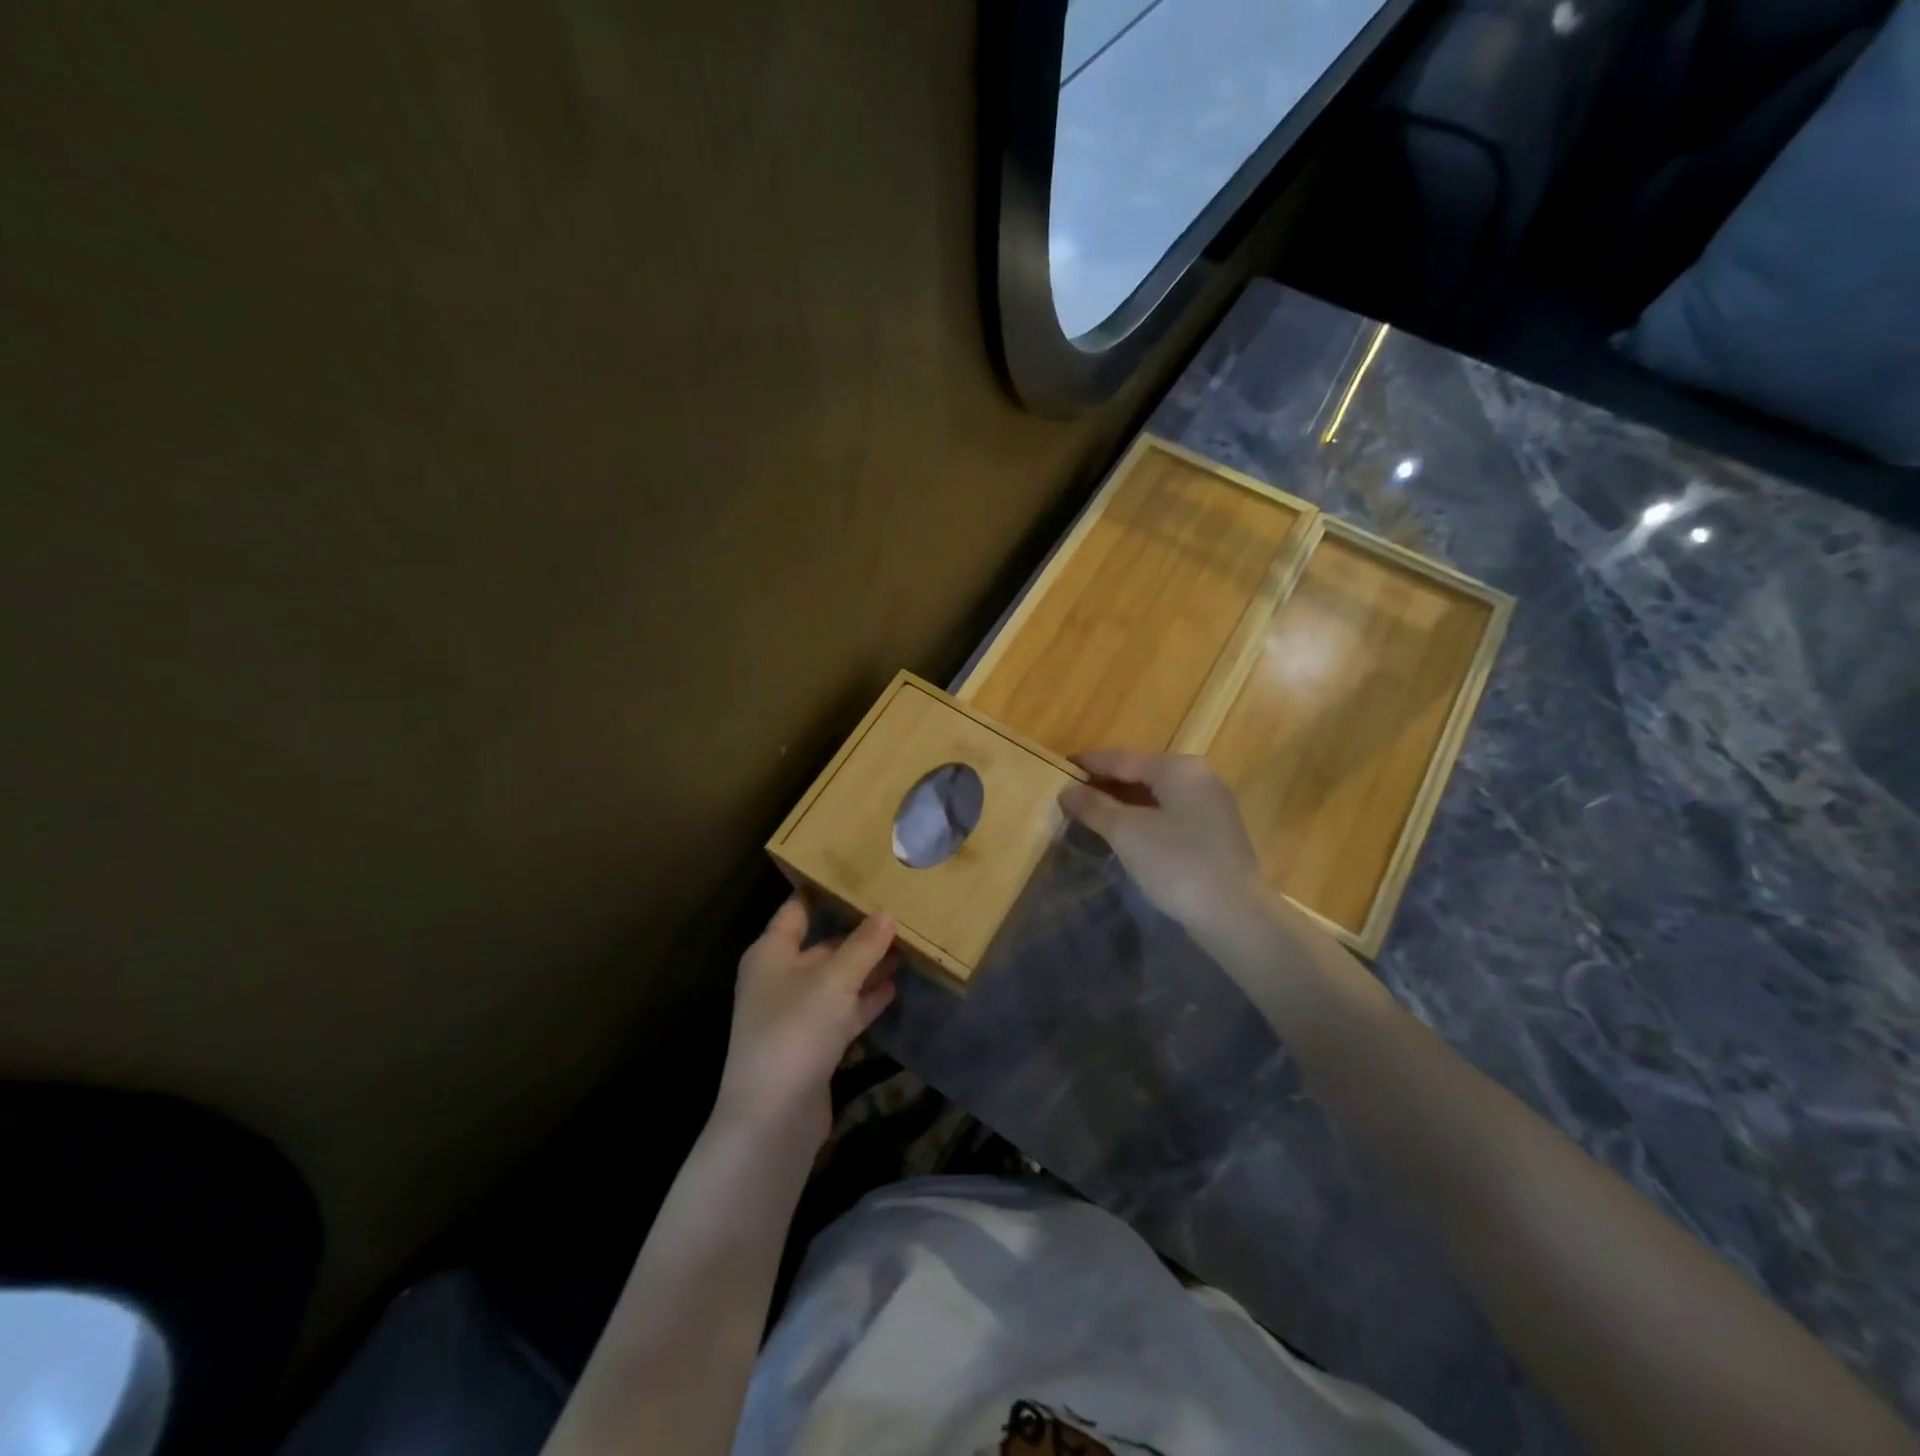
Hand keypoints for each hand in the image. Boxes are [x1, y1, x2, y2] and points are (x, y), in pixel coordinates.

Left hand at [713, 897, 898, 1148]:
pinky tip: (893, 987)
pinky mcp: (811, 1044)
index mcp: (771, 953)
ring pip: (835, 979)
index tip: (858, 873)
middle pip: (821, 944)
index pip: (798, 908)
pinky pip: (842, 1011)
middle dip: (857, 931)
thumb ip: (864, 945)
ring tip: (905, 947)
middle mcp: (779, 978)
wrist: (772, 1117)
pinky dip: (865, 1000)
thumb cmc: (796, 1030)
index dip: (825, 889)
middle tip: (897, 911)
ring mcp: (794, 1014)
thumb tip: (887, 914)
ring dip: (866, 966)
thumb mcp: (835, 980)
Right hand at [1059, 751, 1265, 931]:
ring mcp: (1212, 806)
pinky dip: (1145, 817)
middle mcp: (1199, 778)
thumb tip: (1067, 790)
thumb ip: (1095, 807)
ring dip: (1124, 802)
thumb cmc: (1177, 864)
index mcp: (1178, 769)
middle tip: (1072, 792)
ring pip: (1157, 795)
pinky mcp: (1216, 833)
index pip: (1123, 758)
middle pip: (1142, 773)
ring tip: (1093, 812)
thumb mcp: (1127, 833)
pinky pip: (1171, 814)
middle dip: (1107, 782)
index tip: (1061, 764)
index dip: (1090, 762)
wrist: (1235, 916)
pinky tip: (1127, 833)